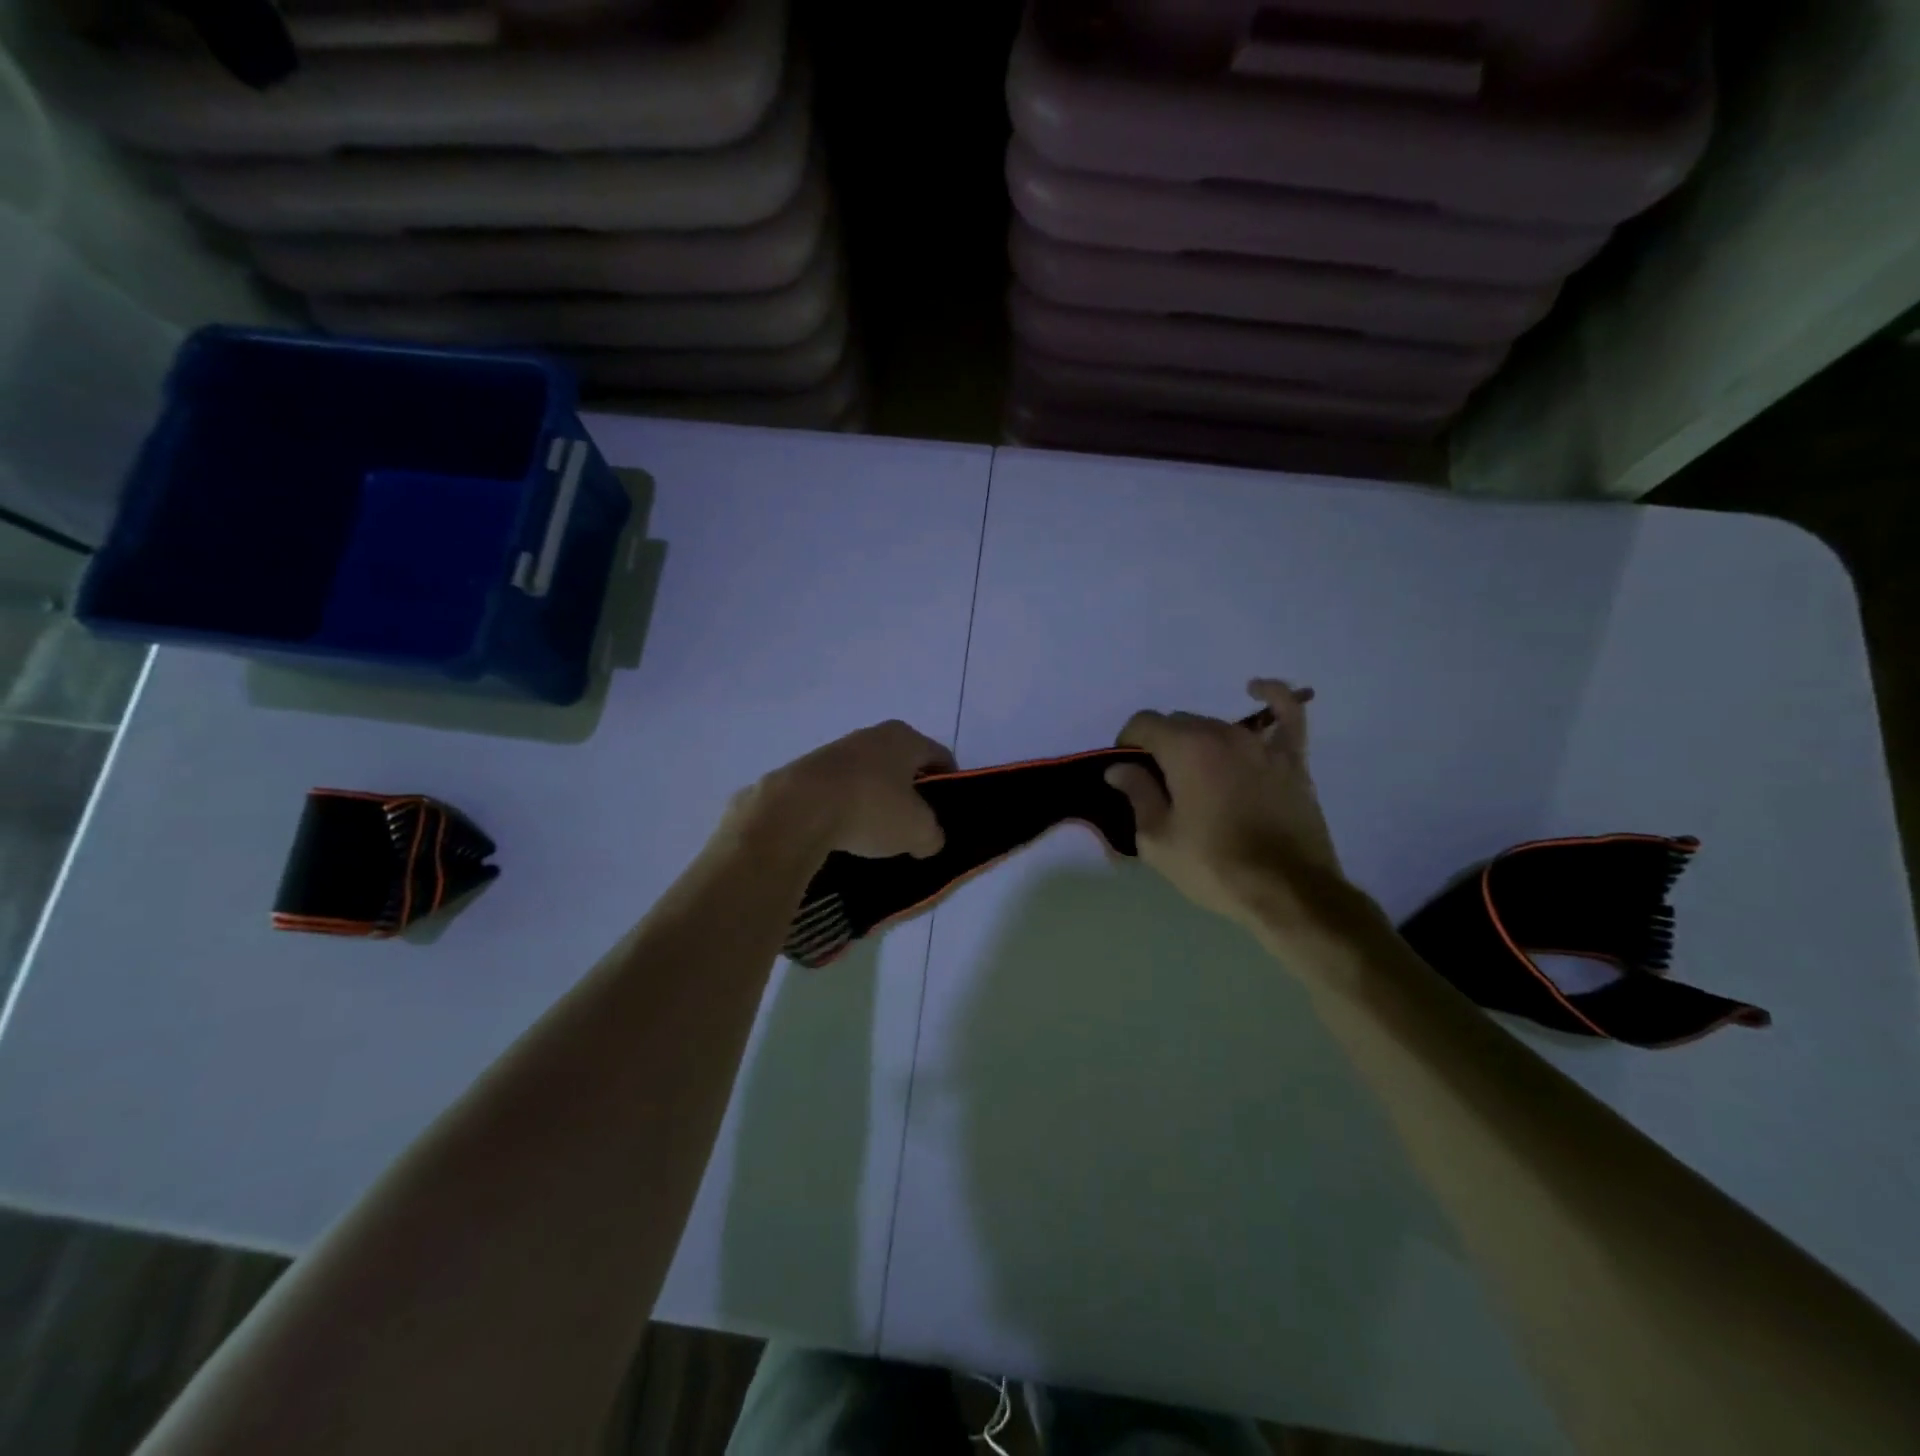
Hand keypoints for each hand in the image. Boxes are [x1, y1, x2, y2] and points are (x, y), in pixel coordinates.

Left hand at [733, 720, 955, 863]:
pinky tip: (844, 834)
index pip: (940, 757)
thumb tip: (927, 839)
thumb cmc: (871, 809)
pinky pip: (839, 790)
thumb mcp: (918, 831)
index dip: (949, 785)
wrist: (797, 810)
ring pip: (869, 776)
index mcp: (905, 738)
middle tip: (913, 827)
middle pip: (902, 764)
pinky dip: (846, 808)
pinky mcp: (807, 770)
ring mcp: (836, 750)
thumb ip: (933, 835)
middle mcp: (872, 735)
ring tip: (875, 836)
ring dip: (875, 801)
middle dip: (910, 794)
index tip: (947, 813)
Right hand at [1106, 679, 1345, 933]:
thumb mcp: (1157, 839)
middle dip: (1161, 746)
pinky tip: (1256, 690)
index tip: (1127, 774)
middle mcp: (1222, 734)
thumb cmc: (1214, 866)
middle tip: (1160, 786)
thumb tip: (1120, 768)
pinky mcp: (1292, 759)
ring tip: (1196, 776)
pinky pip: (1285, 715)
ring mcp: (1261, 744)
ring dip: (1198, 742)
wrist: (1287, 891)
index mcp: (1185, 748)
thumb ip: (1137, 794)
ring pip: (1217, 726)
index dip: (1127, 744)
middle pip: (1179, 723)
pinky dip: (1272, 697)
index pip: (1143, 723)